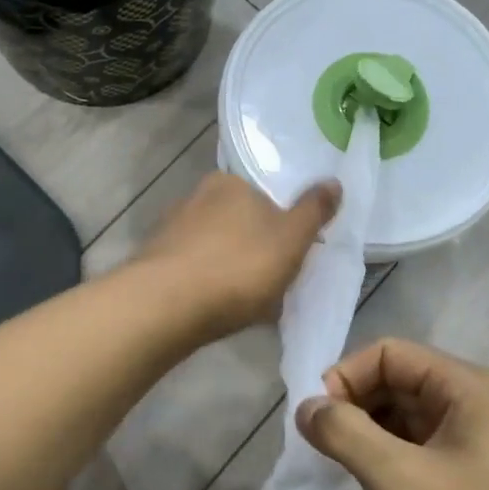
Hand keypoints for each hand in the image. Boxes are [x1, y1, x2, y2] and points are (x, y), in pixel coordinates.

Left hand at [135, 172, 339, 338]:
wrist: (166, 306)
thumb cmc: (238, 267)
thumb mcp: (291, 239)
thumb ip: (313, 210)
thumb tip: (334, 181)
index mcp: (229, 183)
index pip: (262, 194)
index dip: (280, 222)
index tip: (289, 252)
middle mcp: (195, 197)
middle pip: (238, 221)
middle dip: (254, 246)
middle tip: (272, 280)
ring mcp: (170, 229)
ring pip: (214, 246)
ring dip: (230, 267)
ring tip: (246, 301)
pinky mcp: (154, 261)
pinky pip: (192, 269)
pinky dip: (206, 283)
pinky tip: (216, 308)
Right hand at [298, 340, 488, 489]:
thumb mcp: (401, 481)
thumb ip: (346, 435)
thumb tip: (305, 406)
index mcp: (467, 386)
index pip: (390, 353)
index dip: (346, 376)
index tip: (316, 420)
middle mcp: (478, 400)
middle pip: (400, 380)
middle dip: (357, 405)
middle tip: (325, 447)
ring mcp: (484, 438)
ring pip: (411, 415)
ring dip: (373, 432)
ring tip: (347, 468)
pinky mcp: (483, 472)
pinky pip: (426, 444)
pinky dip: (395, 455)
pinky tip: (380, 486)